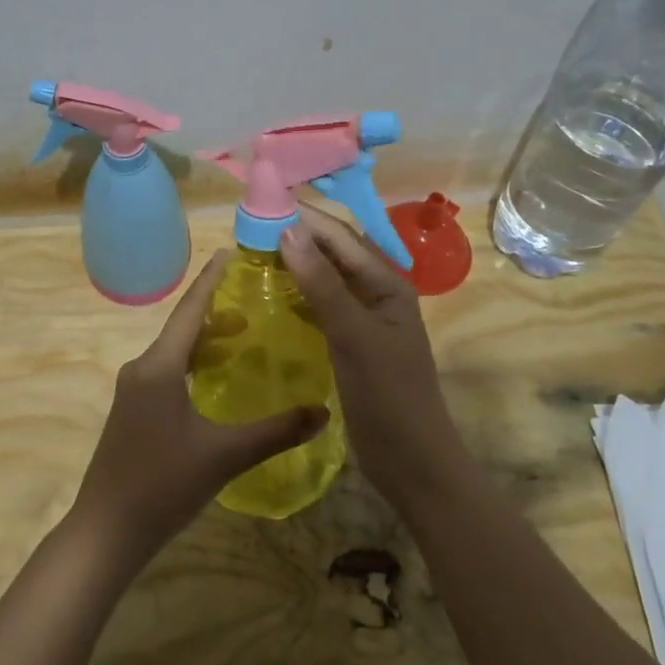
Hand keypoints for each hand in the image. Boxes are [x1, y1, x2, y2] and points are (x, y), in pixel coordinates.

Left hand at [68, 250, 328, 565]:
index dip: (211, 280)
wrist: (106, 531)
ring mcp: (134, 391)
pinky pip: (167, 372)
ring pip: (175, 352)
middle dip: (216, 310)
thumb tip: (323, 412)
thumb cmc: (162, 485)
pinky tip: (215, 378)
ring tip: (243, 333)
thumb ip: (275, 431)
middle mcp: (142, 368)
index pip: (190, 310)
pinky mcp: (133, 412)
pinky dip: (194, 363)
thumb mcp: (225, 456)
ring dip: (205, 339)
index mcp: (159, 366)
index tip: (230, 252)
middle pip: (183, 328)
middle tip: (255, 297)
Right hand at [280, 205, 467, 509]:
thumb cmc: (388, 396)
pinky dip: (299, 294)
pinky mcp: (351, 343)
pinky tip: (274, 294)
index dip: (304, 216)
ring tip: (255, 251)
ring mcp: (365, 319)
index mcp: (388, 284)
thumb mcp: (354, 336)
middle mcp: (378, 294)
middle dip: (298, 234)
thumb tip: (288, 230)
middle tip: (251, 224)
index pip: (341, 236)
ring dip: (297, 262)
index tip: (262, 202)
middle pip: (334, 252)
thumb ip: (322, 284)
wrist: (413, 463)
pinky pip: (322, 306)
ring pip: (326, 278)